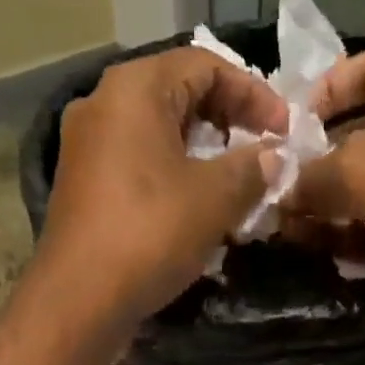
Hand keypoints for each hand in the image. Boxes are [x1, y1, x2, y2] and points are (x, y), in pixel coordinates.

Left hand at [31, 48, 286, 328]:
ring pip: (159, 134)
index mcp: (135, 88)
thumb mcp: (214, 199)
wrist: (80, 299)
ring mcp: (87, 147)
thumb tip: (273, 156)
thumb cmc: (150, 235)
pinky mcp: (84, 187)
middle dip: (228, 122)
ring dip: (203, 154)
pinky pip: (139, 165)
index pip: (206, 65)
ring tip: (236, 184)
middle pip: (179, 95)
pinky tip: (197, 209)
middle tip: (262, 154)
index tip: (284, 131)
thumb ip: (250, 169)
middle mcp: (103, 104)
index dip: (253, 93)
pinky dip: (174, 177)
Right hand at [282, 48, 364, 340]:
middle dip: (318, 159)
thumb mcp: (361, 166)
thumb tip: (283, 187)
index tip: (292, 123)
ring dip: (325, 205)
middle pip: (364, 135)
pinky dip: (346, 237)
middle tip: (276, 183)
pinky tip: (311, 246)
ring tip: (283, 222)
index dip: (330, 87)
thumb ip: (314, 172)